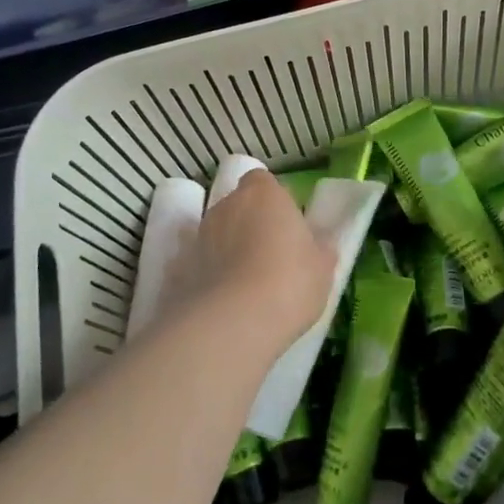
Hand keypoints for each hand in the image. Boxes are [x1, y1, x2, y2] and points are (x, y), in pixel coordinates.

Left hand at [169, 170, 334, 358]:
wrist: (234, 321)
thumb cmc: (289, 281)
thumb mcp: (322, 268)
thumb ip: (319, 249)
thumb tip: (320, 245)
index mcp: (264, 193)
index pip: (263, 181)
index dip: (273, 201)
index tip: (286, 225)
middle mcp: (227, 204)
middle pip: (239, 205)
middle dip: (250, 223)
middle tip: (270, 254)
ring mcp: (201, 234)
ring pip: (218, 233)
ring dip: (228, 247)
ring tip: (246, 282)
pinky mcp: (181, 266)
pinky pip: (201, 262)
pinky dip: (209, 273)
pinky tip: (223, 299)